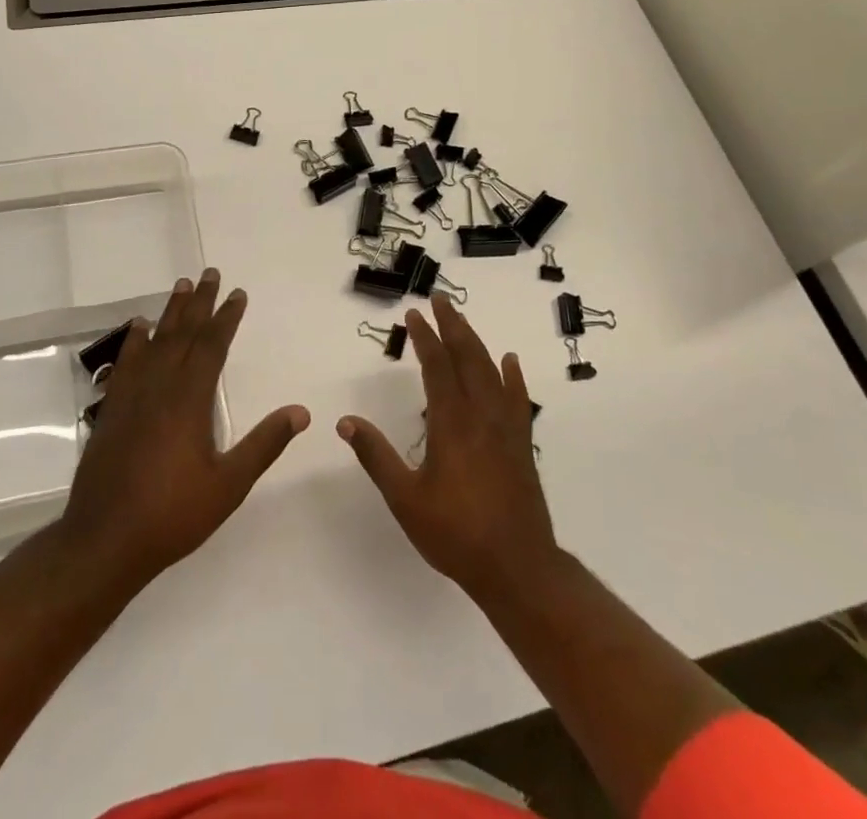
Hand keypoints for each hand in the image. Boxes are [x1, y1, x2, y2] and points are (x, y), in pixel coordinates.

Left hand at [59, 268, 308, 591]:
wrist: (104, 541)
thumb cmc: (172, 515)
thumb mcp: (229, 485)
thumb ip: (264, 444)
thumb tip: (301, 412)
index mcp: (190, 399)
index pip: (212, 345)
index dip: (226, 317)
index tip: (237, 293)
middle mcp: (160, 386)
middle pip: (183, 333)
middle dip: (199, 303)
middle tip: (209, 273)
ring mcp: (131, 396)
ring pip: (155, 342)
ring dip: (170, 313)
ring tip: (180, 286)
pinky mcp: (111, 410)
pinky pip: (125, 362)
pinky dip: (135, 341)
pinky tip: (139, 328)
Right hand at [337, 295, 556, 599]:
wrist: (517, 568)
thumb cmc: (456, 534)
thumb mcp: (406, 499)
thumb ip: (376, 457)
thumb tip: (345, 422)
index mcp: (452, 423)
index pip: (437, 366)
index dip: (425, 337)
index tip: (414, 313)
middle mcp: (481, 415)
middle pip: (468, 357)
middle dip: (452, 325)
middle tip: (440, 299)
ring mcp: (506, 428)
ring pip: (491, 371)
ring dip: (475, 341)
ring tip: (462, 321)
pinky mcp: (521, 443)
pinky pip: (518, 397)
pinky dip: (512, 375)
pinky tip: (509, 361)